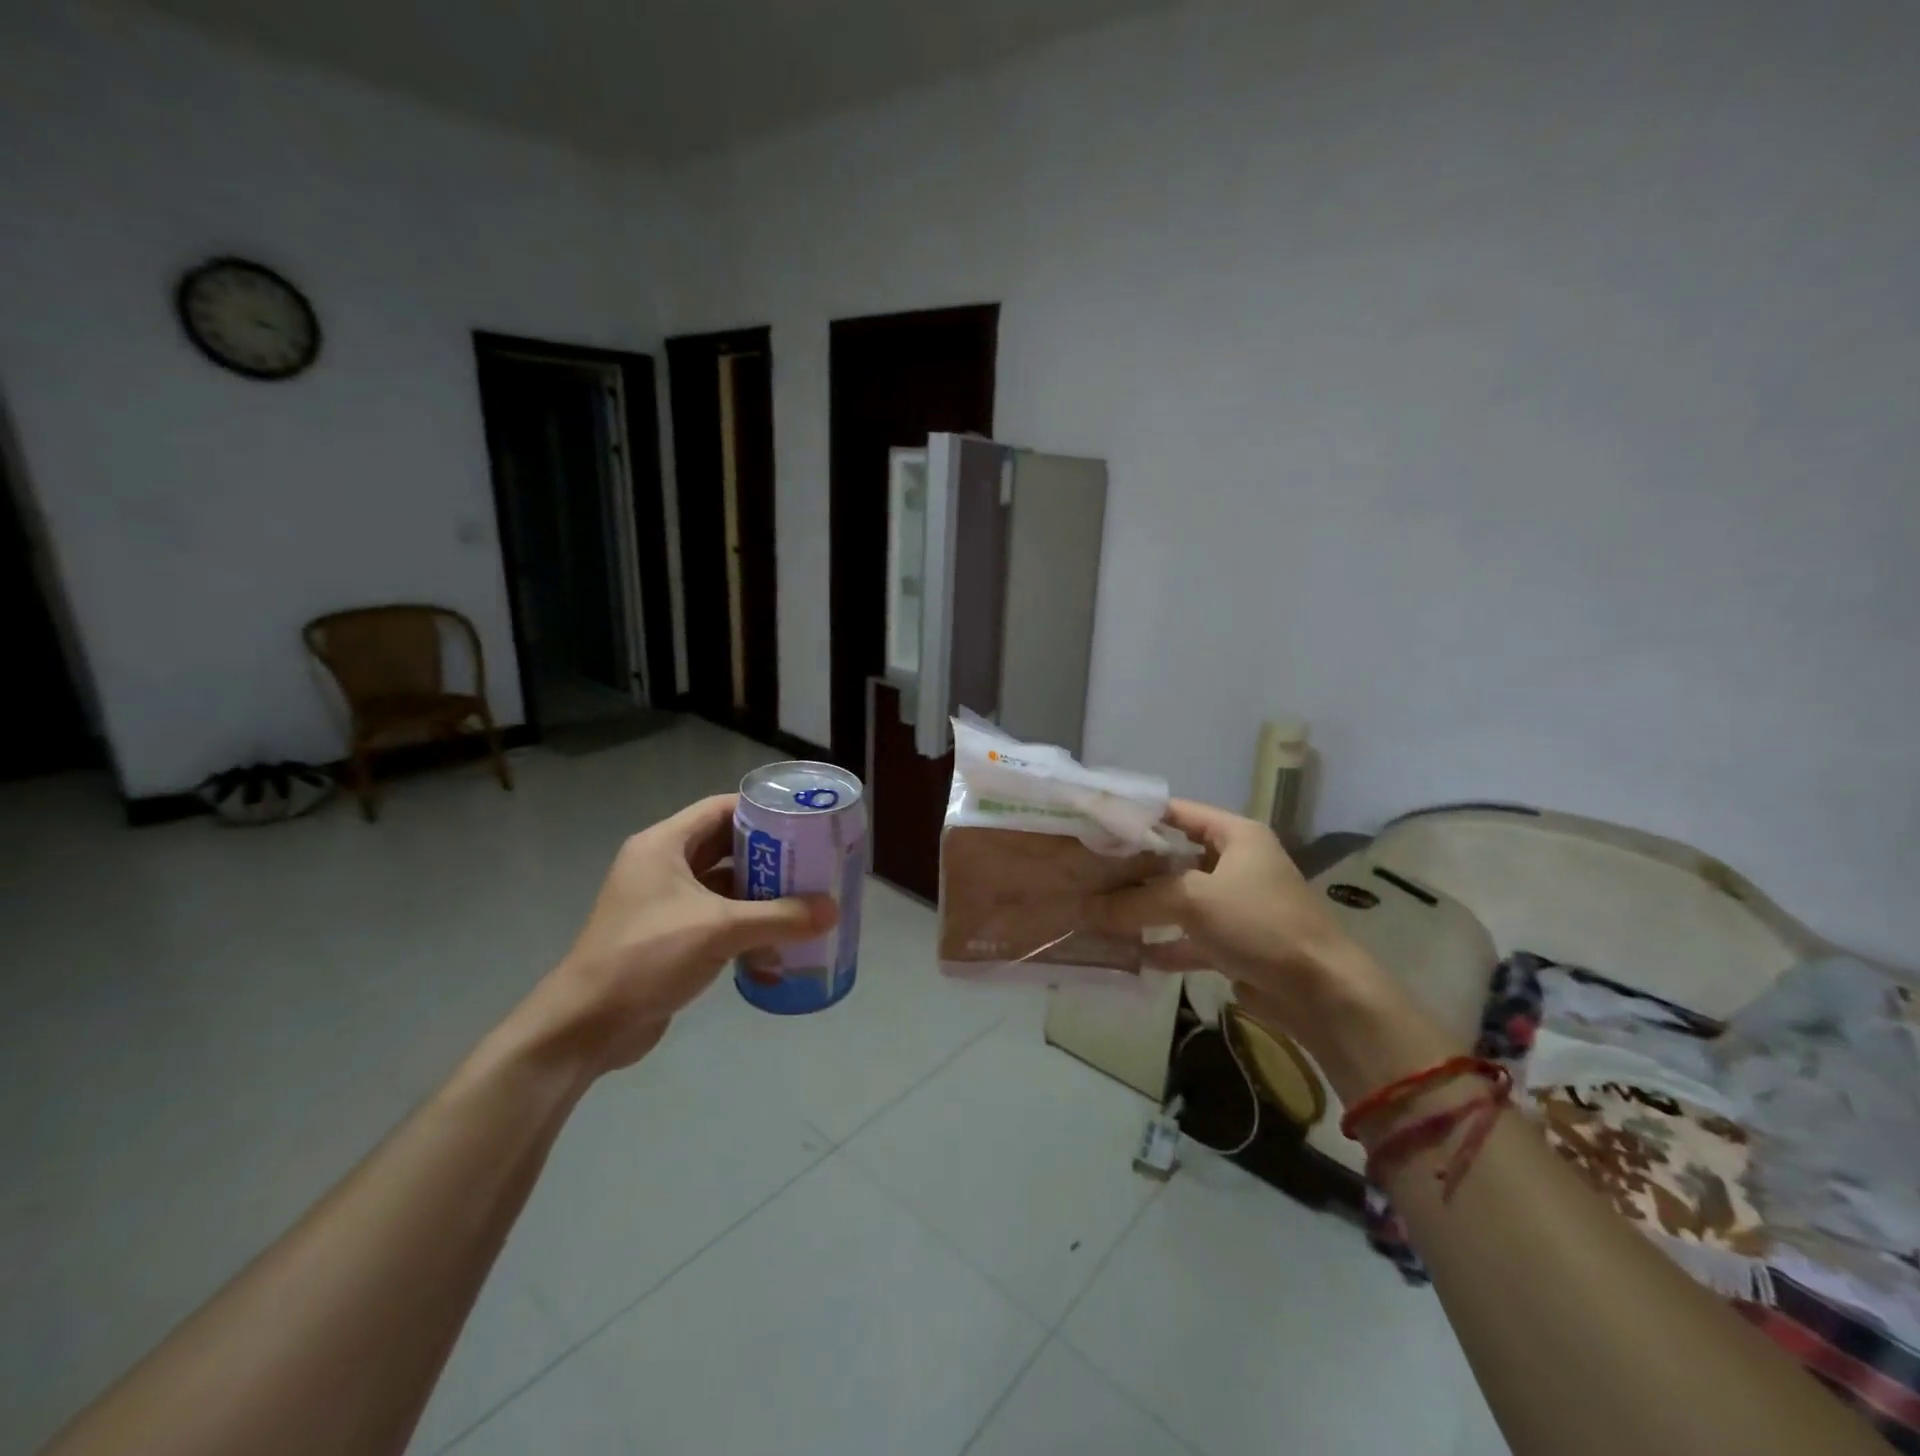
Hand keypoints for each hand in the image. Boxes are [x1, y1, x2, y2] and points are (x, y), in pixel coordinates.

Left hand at [527, 795, 836, 1072]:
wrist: (586, 1026)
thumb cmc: (647, 957)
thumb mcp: (719, 929)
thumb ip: (780, 917)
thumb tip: (833, 910)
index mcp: (664, 845)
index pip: (721, 809)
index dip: (763, 811)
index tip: (804, 821)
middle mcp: (661, 866)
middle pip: (725, 846)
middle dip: (769, 854)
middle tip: (813, 860)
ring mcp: (662, 903)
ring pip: (721, 884)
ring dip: (759, 891)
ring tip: (805, 896)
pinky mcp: (667, 936)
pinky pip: (714, 917)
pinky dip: (744, 922)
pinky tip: (778, 936)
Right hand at [1094, 800, 1379, 1041]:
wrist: (1321, 992)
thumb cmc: (1260, 923)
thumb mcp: (1194, 900)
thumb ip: (1139, 900)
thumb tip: (1089, 909)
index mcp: (1236, 836)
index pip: (1178, 812)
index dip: (1139, 816)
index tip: (1097, 824)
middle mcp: (1236, 863)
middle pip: (1175, 857)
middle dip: (1134, 867)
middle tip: (1089, 870)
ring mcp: (1235, 904)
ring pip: (1180, 899)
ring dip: (1146, 908)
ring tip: (1100, 911)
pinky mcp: (1235, 942)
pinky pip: (1190, 937)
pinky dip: (1164, 943)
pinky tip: (1131, 953)